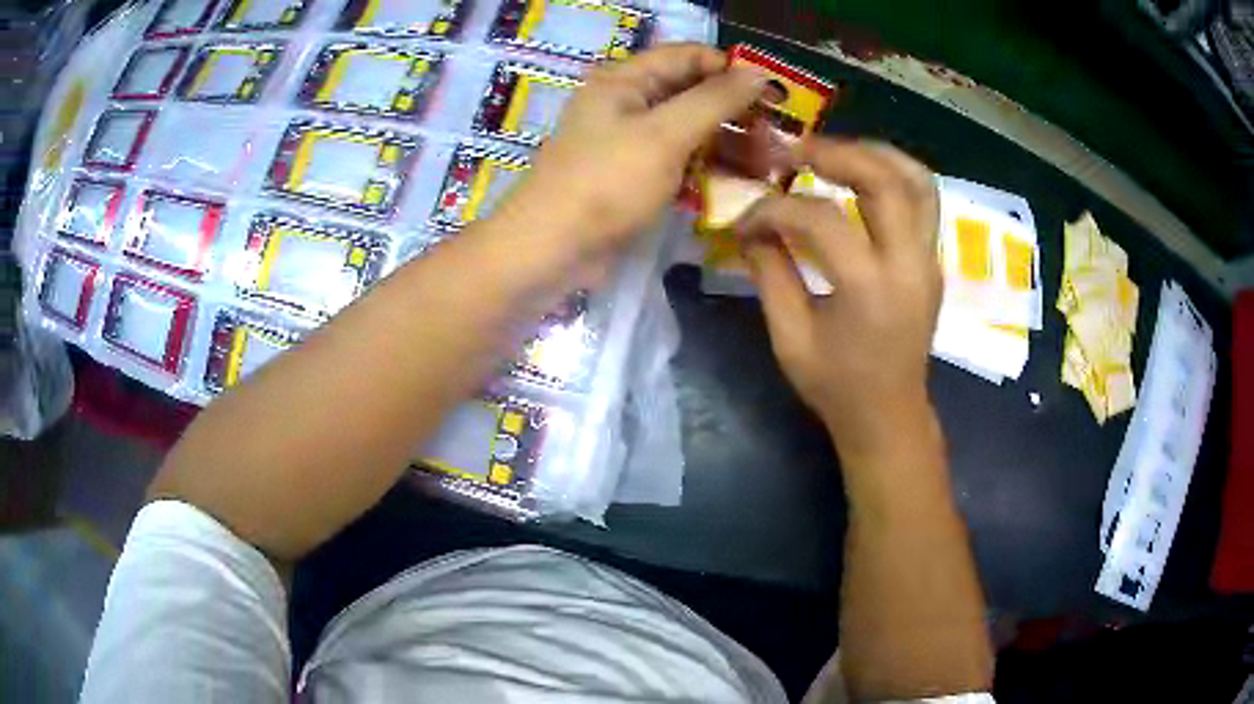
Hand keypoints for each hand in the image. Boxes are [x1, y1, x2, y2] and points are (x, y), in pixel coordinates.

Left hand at [498, 45, 764, 260]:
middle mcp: (627, 102)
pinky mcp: (634, 175)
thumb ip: (715, 100)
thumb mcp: (665, 135)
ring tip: (769, 165)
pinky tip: (741, 183)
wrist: (551, 249)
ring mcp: (630, 141)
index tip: (774, 96)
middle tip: (776, 139)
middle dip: (736, 112)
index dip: (732, 70)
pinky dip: (708, 167)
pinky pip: (679, 160)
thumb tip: (759, 74)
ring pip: (689, 130)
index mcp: (625, 79)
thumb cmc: (606, 183)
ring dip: (728, 143)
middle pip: (692, 93)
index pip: (689, 56)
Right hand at [736, 139, 941, 458]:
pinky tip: (862, 176)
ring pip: (918, 181)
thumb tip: (749, 227)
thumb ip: (770, 273)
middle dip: (836, 154)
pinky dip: (893, 175)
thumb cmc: (837, 386)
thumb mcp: (789, 337)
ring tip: (835, 153)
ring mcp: (928, 260)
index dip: (775, 210)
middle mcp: (909, 264)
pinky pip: (923, 200)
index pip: (820, 219)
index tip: (747, 220)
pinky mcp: (932, 261)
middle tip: (795, 151)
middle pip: (885, 180)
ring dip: (876, 155)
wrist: (889, 416)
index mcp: (869, 288)